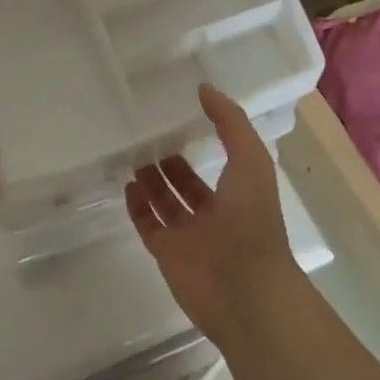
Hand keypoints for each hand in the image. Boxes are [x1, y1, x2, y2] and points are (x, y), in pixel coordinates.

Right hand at [126, 85, 306, 344]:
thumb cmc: (252, 220)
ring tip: (134, 156)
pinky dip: (138, 207)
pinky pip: (149, 225)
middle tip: (148, 138)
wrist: (244, 290)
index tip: (182, 117)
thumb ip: (230, 122)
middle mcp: (215, 213)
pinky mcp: (167, 253)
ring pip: (166, 204)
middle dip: (172, 163)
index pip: (220, 161)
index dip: (205, 140)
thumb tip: (204, 89)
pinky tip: (127, 186)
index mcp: (240, 192)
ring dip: (152, 182)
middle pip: (188, 184)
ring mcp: (189, 235)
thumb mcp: (250, 160)